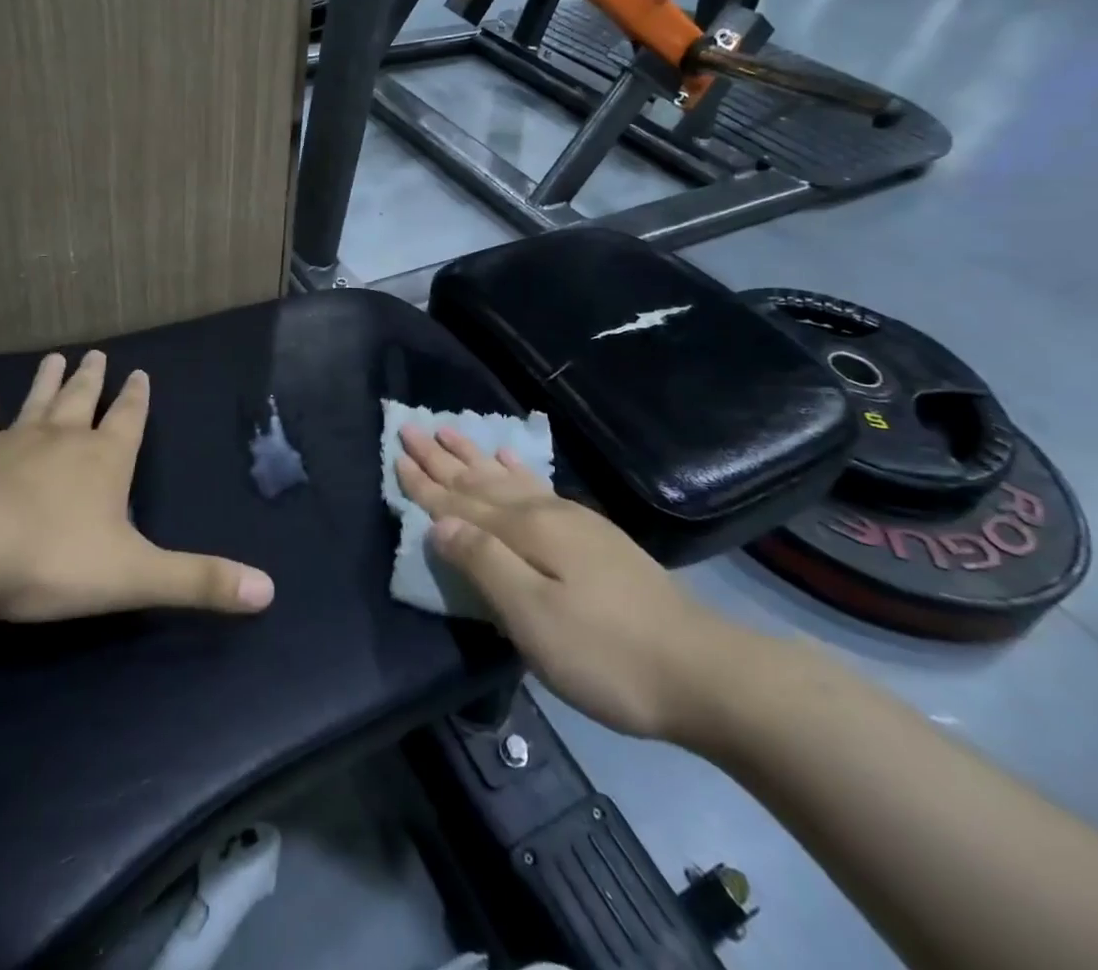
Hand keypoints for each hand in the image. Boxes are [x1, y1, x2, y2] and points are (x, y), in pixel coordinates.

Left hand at [0, 351, 274, 621]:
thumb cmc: (54, 559)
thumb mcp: (136, 575)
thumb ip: (199, 582)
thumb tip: (269, 592)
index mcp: (105, 461)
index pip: (128, 419)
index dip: (136, 398)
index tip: (139, 373)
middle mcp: (62, 441)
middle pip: (82, 400)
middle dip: (93, 379)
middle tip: (96, 352)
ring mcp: (12, 444)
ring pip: (36, 403)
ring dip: (46, 381)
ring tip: (54, 357)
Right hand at [395, 424, 745, 742]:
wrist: (702, 671)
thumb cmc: (606, 654)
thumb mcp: (533, 618)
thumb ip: (483, 565)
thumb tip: (437, 523)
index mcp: (524, 533)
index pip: (459, 503)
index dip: (424, 483)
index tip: (395, 453)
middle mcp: (543, 514)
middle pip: (479, 481)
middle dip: (441, 458)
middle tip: (409, 426)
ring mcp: (572, 521)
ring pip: (506, 479)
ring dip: (473, 457)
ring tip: (449, 430)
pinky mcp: (592, 535)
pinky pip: (539, 487)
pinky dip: (517, 470)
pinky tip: (509, 460)